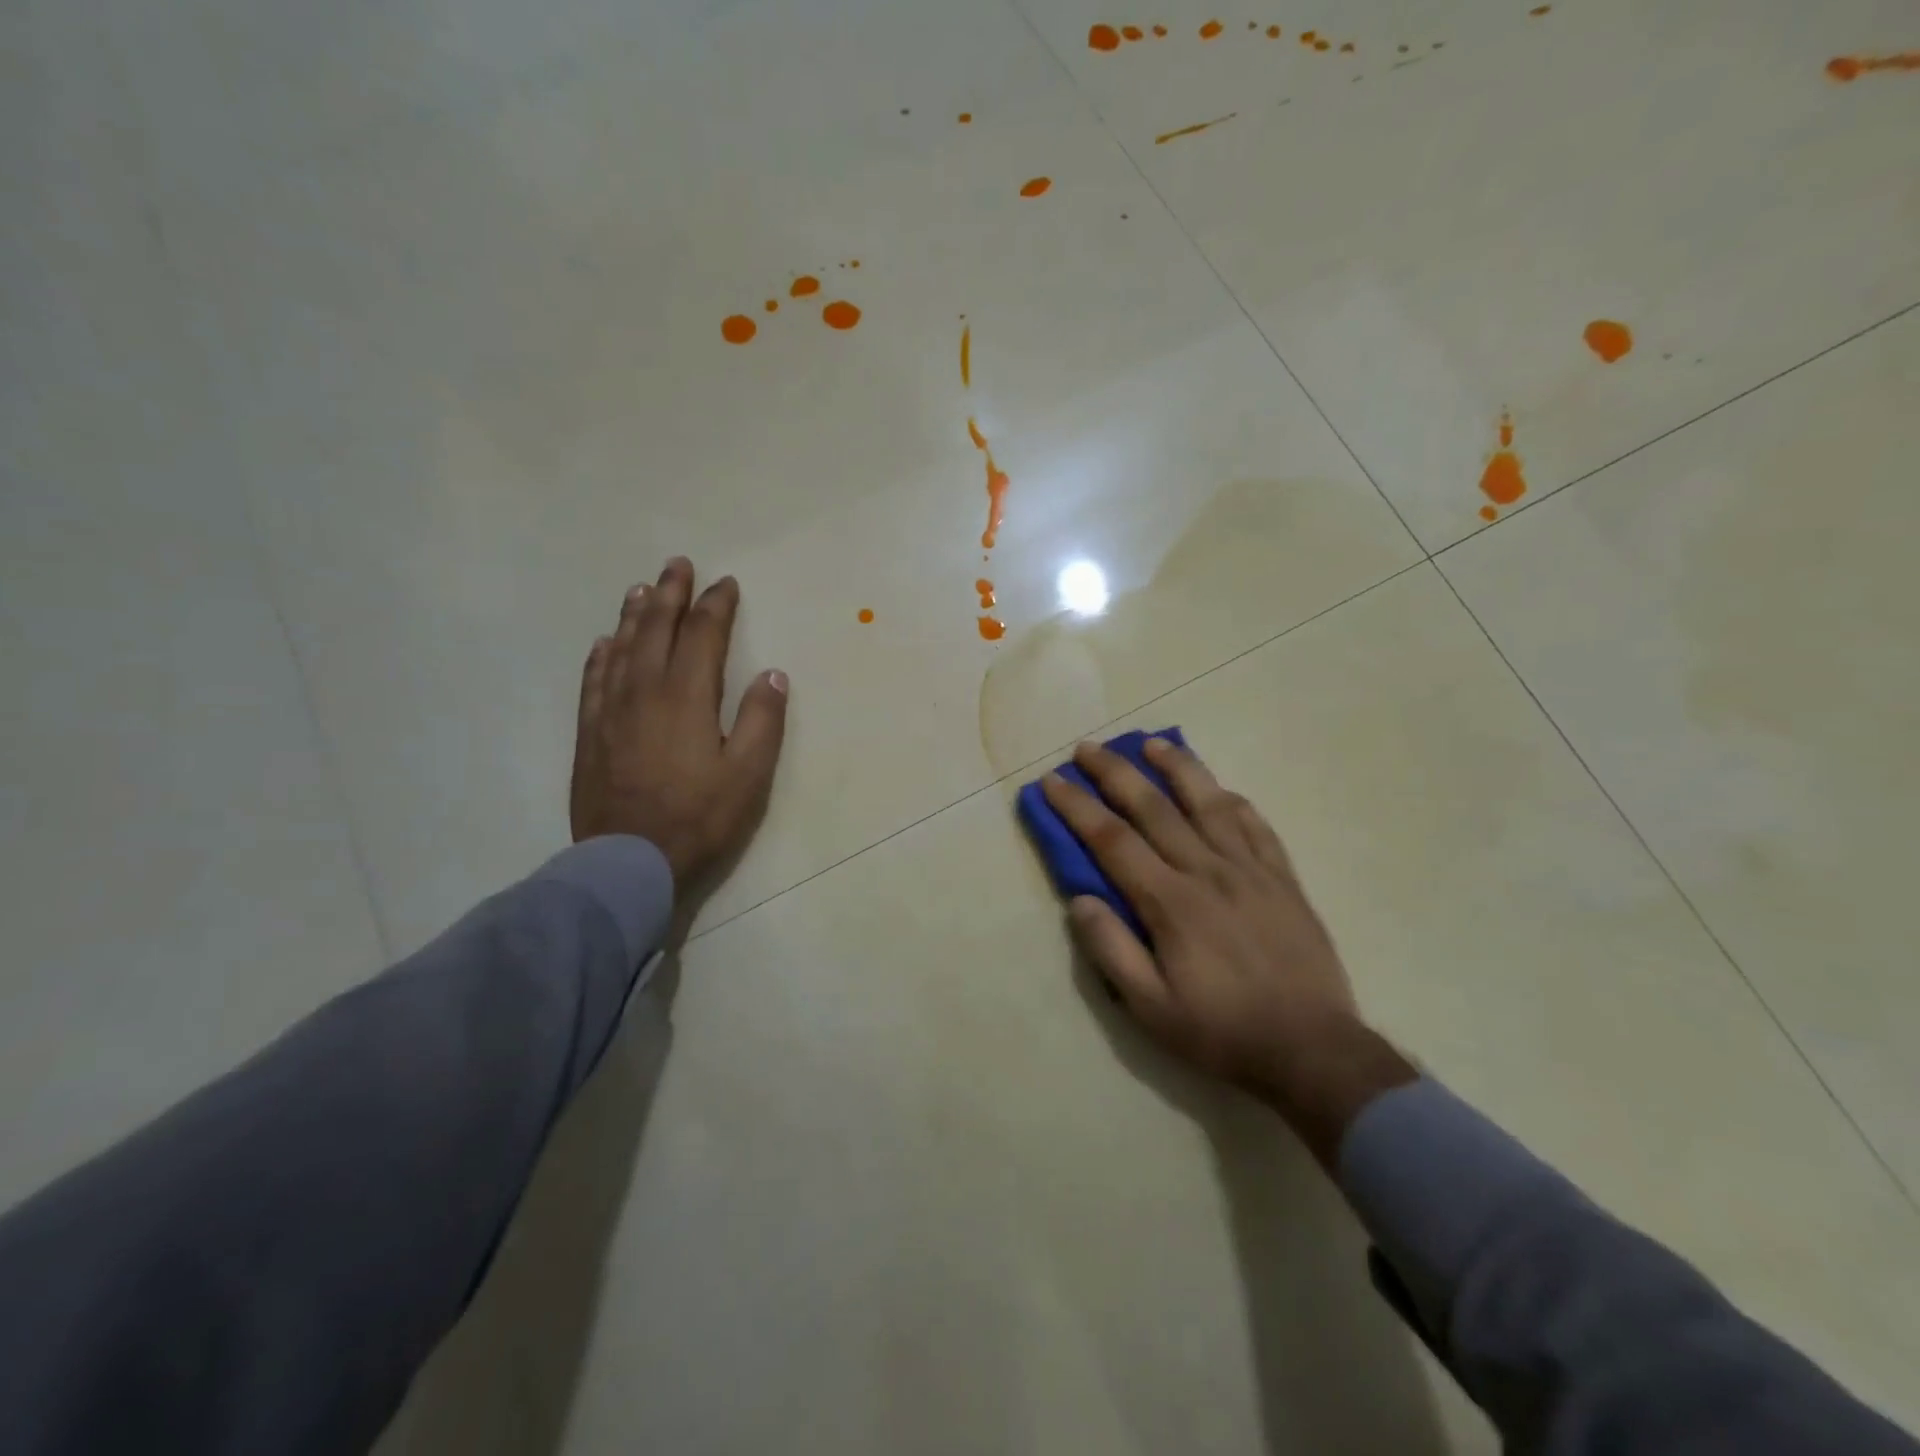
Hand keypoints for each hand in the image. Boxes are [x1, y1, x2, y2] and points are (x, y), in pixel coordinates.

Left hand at [571, 557, 788, 892]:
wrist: (629, 861)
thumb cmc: (700, 818)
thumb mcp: (749, 774)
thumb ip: (763, 720)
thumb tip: (772, 673)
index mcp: (687, 697)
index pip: (703, 635)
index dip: (716, 605)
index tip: (726, 584)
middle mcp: (645, 691)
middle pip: (657, 630)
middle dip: (670, 594)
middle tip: (677, 564)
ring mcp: (611, 711)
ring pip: (622, 648)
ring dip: (634, 614)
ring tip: (642, 589)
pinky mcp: (590, 734)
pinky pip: (594, 681)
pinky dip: (601, 655)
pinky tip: (604, 643)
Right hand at [1042, 736, 1355, 1089]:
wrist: (1313, 1050)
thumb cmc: (1222, 1032)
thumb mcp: (1151, 1009)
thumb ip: (1110, 950)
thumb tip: (1079, 899)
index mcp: (1171, 903)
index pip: (1112, 840)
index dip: (1078, 806)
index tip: (1053, 781)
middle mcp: (1208, 872)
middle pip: (1154, 808)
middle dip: (1115, 773)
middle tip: (1087, 747)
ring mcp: (1250, 870)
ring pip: (1208, 802)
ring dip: (1176, 768)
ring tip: (1151, 743)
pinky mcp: (1283, 878)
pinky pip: (1256, 825)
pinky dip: (1232, 800)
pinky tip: (1218, 788)